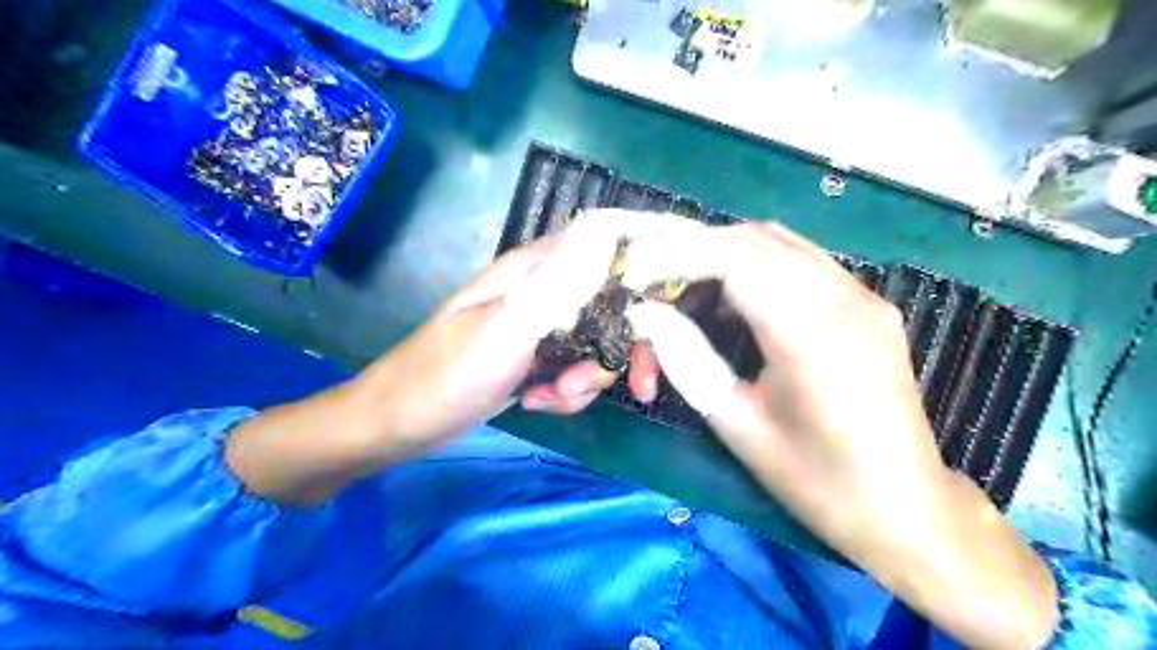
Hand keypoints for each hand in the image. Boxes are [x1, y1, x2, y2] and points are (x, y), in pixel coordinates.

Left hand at [223, 213, 658, 501]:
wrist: (401, 425)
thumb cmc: (445, 373)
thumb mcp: (505, 328)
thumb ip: (559, 283)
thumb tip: (607, 227)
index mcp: (537, 269)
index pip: (609, 248)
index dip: (649, 272)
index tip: (675, 312)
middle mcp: (546, 291)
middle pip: (616, 306)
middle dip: (623, 350)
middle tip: (631, 387)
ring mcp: (543, 327)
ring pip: (598, 345)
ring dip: (587, 380)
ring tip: (548, 397)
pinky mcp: (538, 359)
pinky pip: (576, 371)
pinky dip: (566, 392)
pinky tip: (536, 402)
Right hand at [624, 219, 1054, 649]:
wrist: (906, 509)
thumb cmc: (816, 481)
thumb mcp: (738, 425)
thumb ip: (687, 359)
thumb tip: (646, 316)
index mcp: (812, 335)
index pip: (734, 258)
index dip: (676, 254)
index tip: (634, 269)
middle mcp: (846, 299)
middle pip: (756, 239)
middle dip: (695, 251)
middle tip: (657, 286)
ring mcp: (865, 296)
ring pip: (780, 242)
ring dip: (726, 255)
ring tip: (689, 295)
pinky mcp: (870, 304)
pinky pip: (803, 262)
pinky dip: (758, 267)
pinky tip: (737, 302)